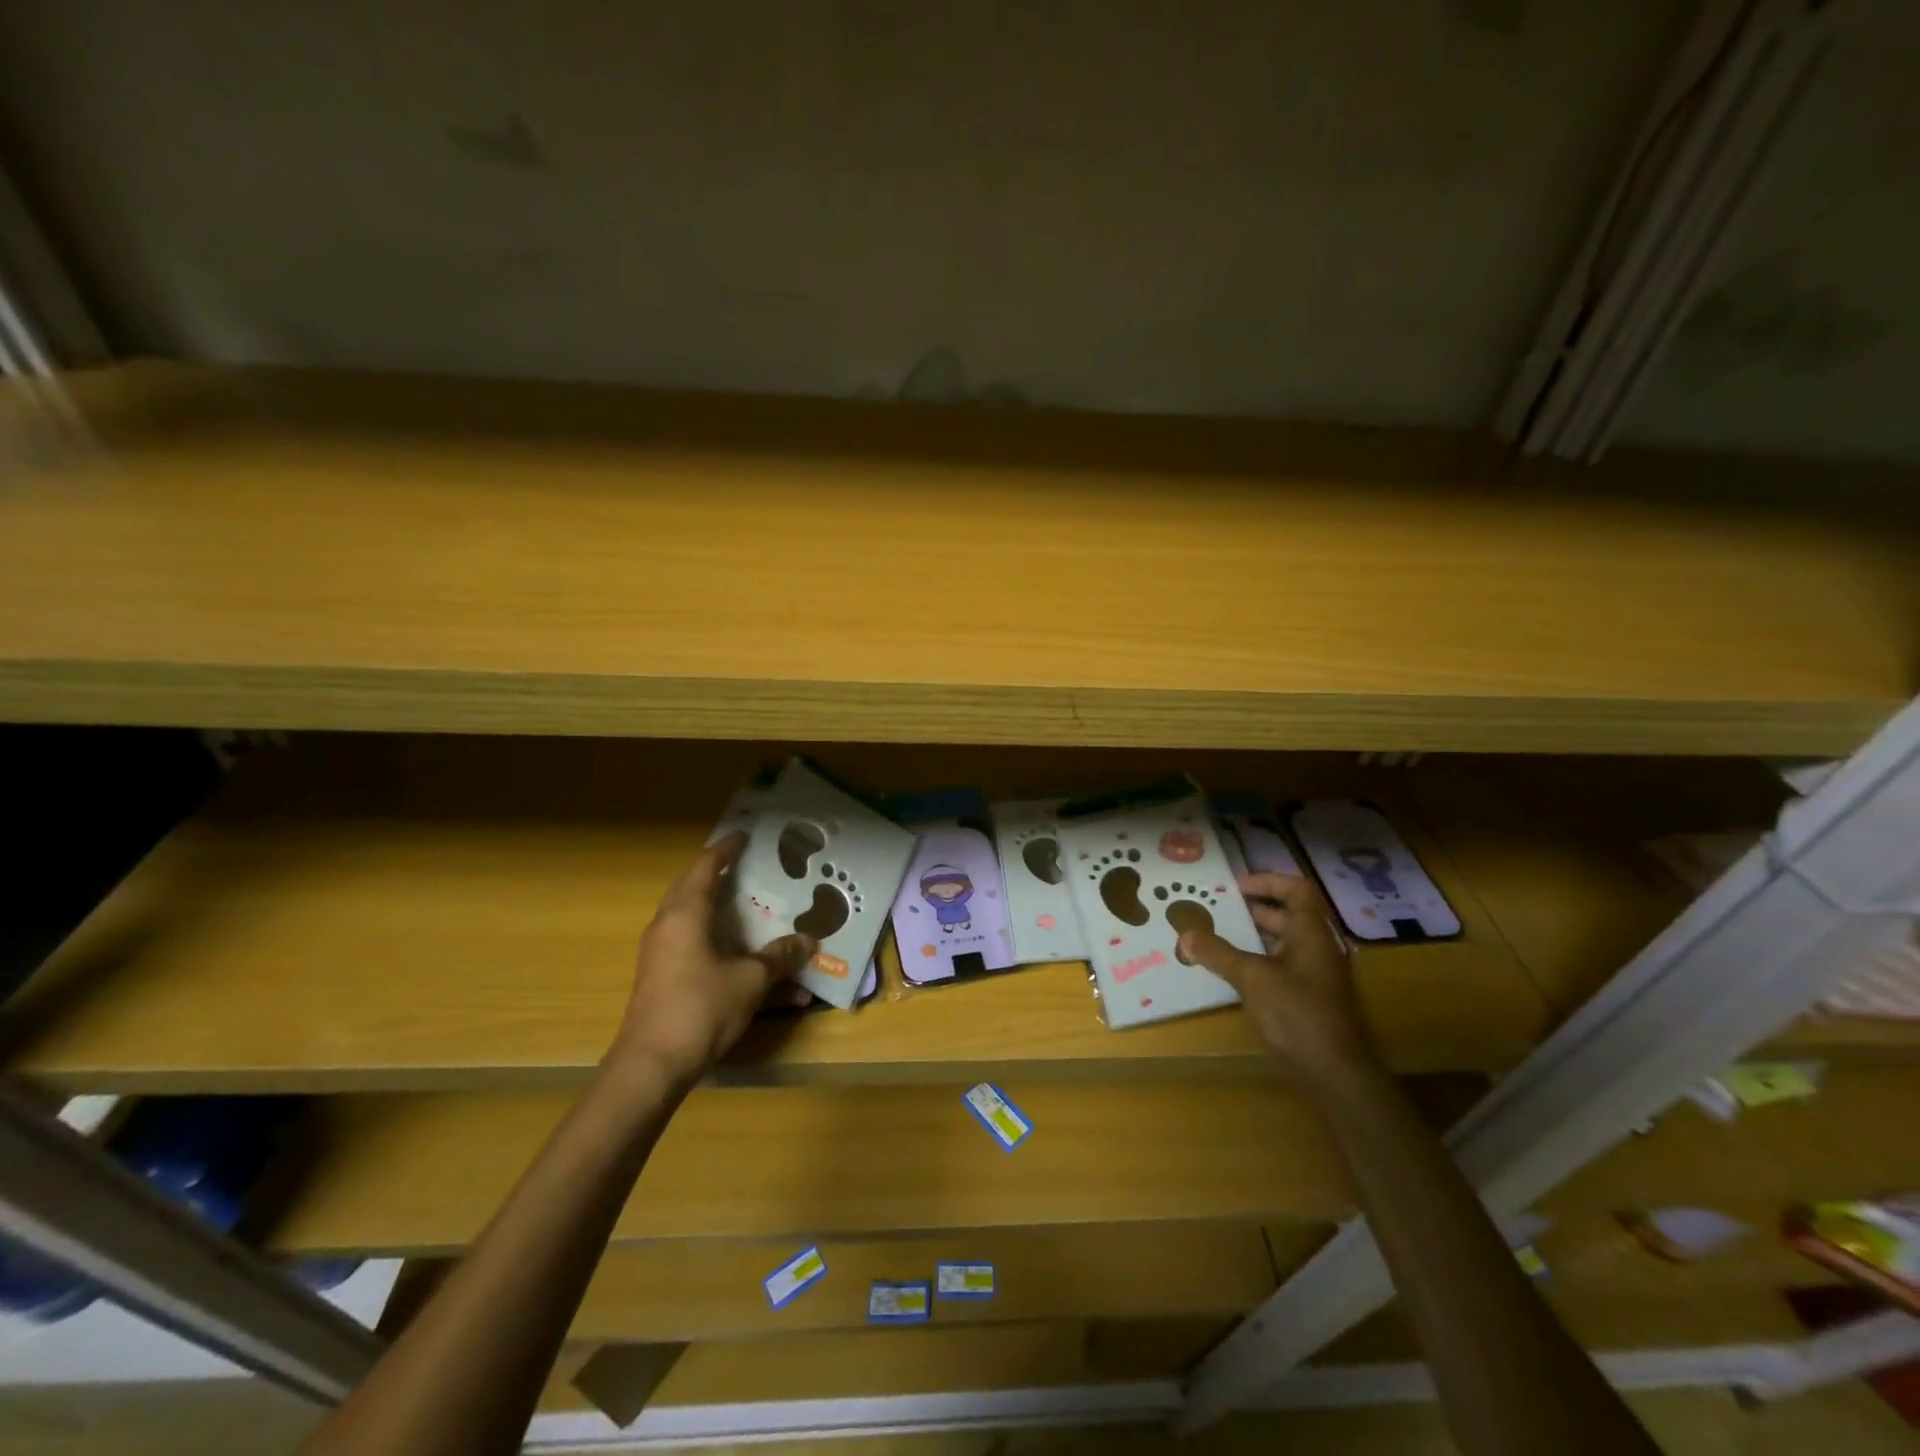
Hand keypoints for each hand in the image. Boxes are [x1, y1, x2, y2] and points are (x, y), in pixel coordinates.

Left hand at [609, 833, 814, 1088]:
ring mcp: (659, 953)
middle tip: (746, 866)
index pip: (705, 867)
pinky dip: (714, 938)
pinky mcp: (660, 977)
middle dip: (717, 875)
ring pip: (690, 917)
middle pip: (690, 888)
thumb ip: (779, 956)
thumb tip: (808, 941)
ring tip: (747, 905)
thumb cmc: (701, 1009)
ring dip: (716, 908)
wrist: (651, 1066)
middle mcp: (667, 926)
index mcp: (685, 914)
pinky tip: (740, 954)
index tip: (744, 836)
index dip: (725, 849)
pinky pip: (690, 943)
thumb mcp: (750, 980)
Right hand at [1178, 873, 1374, 1082]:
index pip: (1297, 889)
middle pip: (1291, 914)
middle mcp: (1318, 947)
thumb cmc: (1295, 1011)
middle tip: (1222, 908)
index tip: (1237, 886)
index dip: (1268, 881)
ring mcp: (1317, 974)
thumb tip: (1185, 934)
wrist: (1333, 1070)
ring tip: (1222, 935)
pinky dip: (1261, 958)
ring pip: (1286, 941)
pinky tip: (1237, 971)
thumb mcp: (1250, 977)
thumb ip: (1217, 952)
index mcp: (1311, 932)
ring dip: (1257, 934)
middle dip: (1257, 907)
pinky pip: (1284, 965)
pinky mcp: (1311, 998)